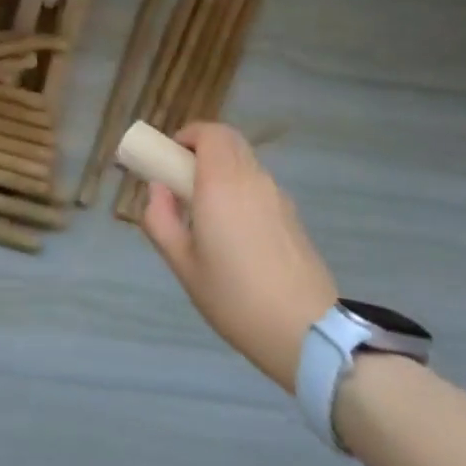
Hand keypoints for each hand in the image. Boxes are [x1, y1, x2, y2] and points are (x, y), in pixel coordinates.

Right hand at [141, 122, 338, 392]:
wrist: (308, 332)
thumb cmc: (235, 298)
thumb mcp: (183, 266)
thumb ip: (160, 220)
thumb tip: (157, 189)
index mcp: (222, 183)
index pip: (210, 133)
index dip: (188, 135)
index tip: (171, 158)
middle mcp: (252, 179)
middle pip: (229, 141)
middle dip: (203, 148)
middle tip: (184, 179)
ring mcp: (277, 196)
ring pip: (246, 162)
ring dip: (223, 169)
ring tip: (207, 211)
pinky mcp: (293, 216)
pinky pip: (260, 185)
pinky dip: (242, 188)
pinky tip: (236, 232)